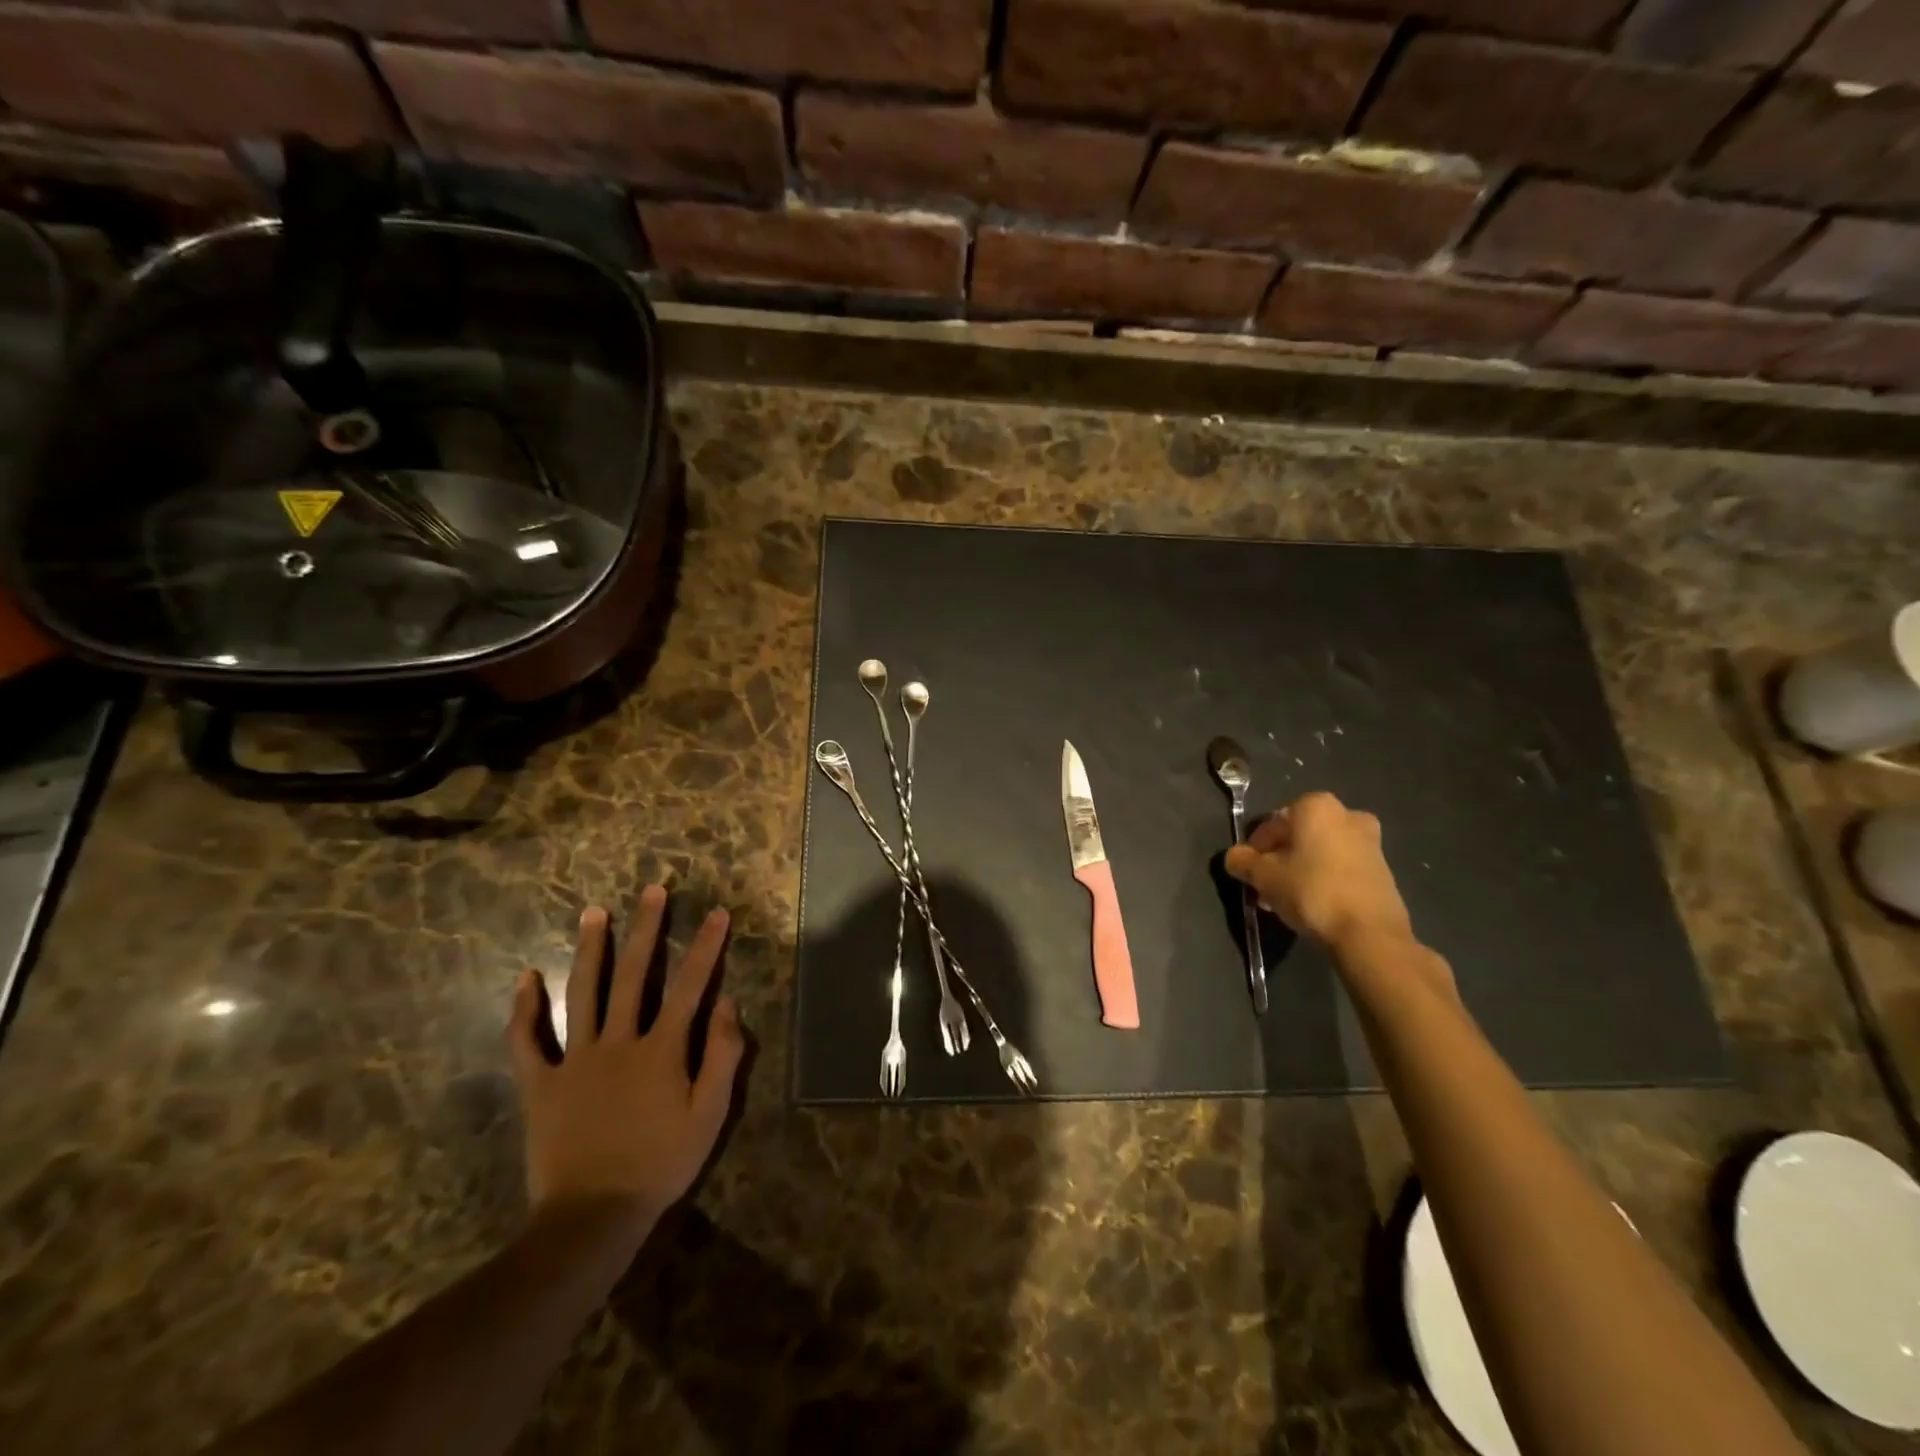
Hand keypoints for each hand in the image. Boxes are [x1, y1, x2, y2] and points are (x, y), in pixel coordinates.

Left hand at [507, 885, 744, 1239]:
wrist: (592, 1217)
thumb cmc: (660, 1165)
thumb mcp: (709, 1116)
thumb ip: (723, 1056)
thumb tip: (729, 1003)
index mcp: (662, 1049)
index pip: (690, 986)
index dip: (707, 947)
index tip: (717, 912)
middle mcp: (618, 1041)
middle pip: (634, 974)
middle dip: (647, 928)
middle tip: (653, 890)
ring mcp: (575, 1060)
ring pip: (583, 992)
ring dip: (590, 949)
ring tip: (593, 912)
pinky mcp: (540, 1084)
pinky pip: (528, 1041)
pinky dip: (525, 1009)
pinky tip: (526, 977)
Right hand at [1224, 791, 1413, 950]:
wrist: (1370, 934)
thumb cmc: (1311, 892)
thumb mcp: (1264, 877)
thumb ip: (1243, 861)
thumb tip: (1234, 857)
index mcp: (1316, 806)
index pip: (1271, 825)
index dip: (1254, 850)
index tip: (1248, 873)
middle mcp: (1346, 814)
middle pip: (1297, 836)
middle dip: (1278, 860)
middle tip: (1264, 887)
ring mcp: (1369, 841)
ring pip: (1319, 852)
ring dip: (1299, 870)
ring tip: (1284, 899)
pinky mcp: (1382, 868)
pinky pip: (1340, 867)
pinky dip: (1322, 878)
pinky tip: (1310, 904)